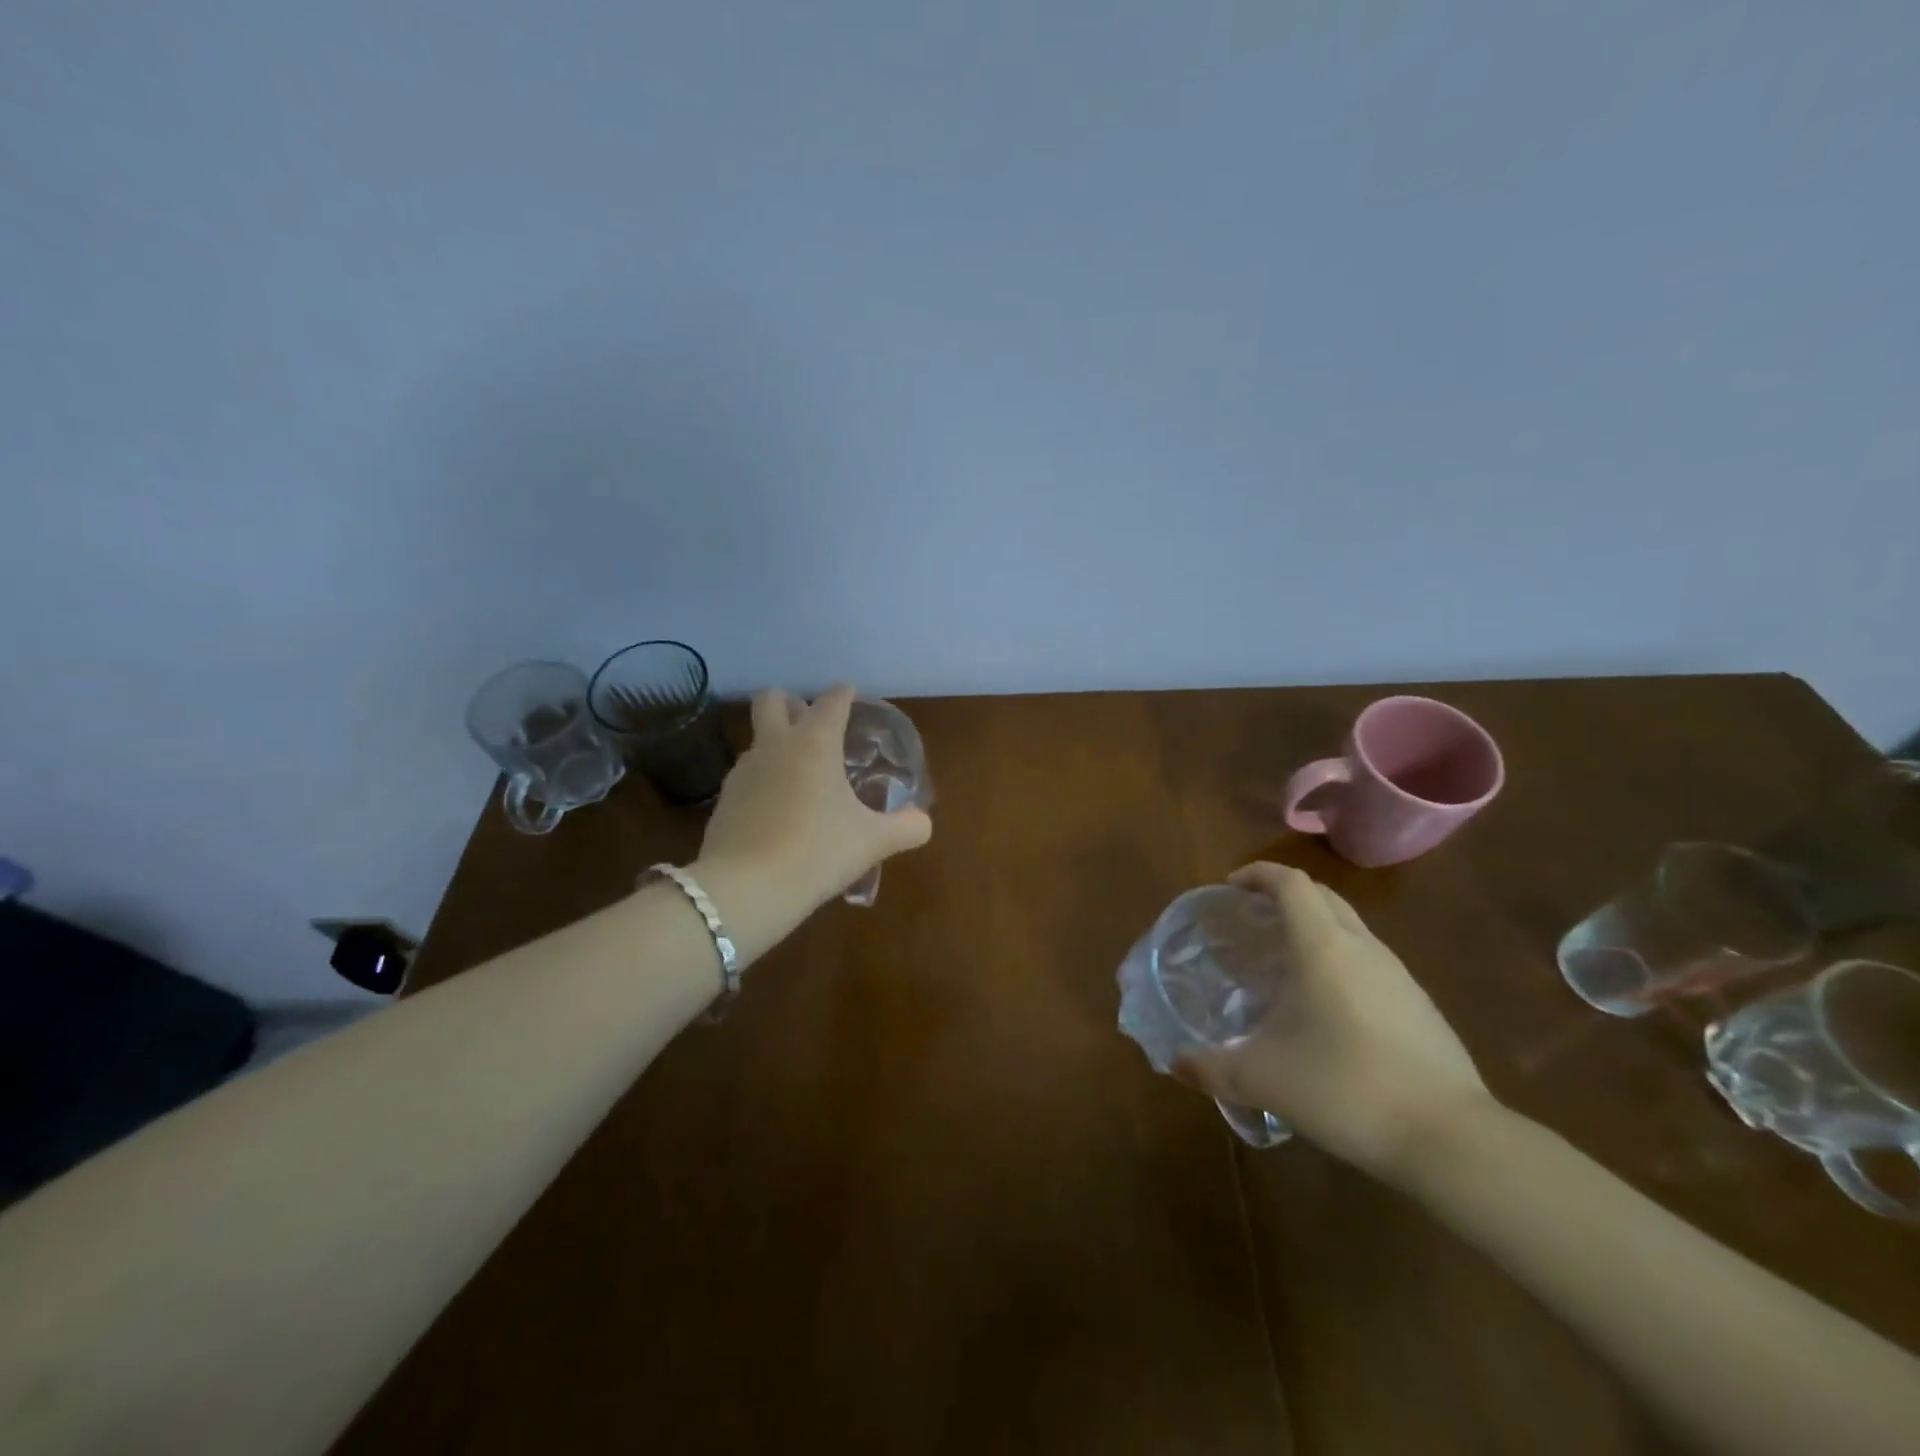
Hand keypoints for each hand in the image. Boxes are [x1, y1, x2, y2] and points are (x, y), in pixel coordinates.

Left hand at [697, 685, 932, 909]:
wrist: (745, 889)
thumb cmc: (817, 852)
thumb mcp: (873, 842)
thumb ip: (906, 827)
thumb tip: (922, 822)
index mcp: (815, 743)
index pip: (831, 701)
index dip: (844, 694)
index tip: (851, 694)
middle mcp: (775, 745)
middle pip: (772, 700)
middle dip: (791, 701)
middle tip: (811, 722)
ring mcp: (744, 770)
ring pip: (757, 738)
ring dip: (776, 742)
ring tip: (799, 772)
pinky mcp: (724, 799)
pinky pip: (747, 775)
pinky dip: (763, 779)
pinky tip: (777, 808)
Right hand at [1173, 862, 1492, 1181]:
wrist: (1451, 1140)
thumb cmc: (1345, 1087)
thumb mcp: (1264, 1079)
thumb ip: (1213, 1067)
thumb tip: (1175, 1064)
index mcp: (1323, 945)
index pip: (1290, 882)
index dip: (1257, 874)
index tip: (1230, 888)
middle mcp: (1363, 947)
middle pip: (1322, 896)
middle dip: (1285, 895)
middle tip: (1252, 920)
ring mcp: (1399, 977)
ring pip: (1351, 929)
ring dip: (1315, 929)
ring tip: (1284, 963)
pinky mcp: (1421, 1008)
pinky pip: (1371, 963)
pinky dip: (1341, 963)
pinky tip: (1327, 1009)